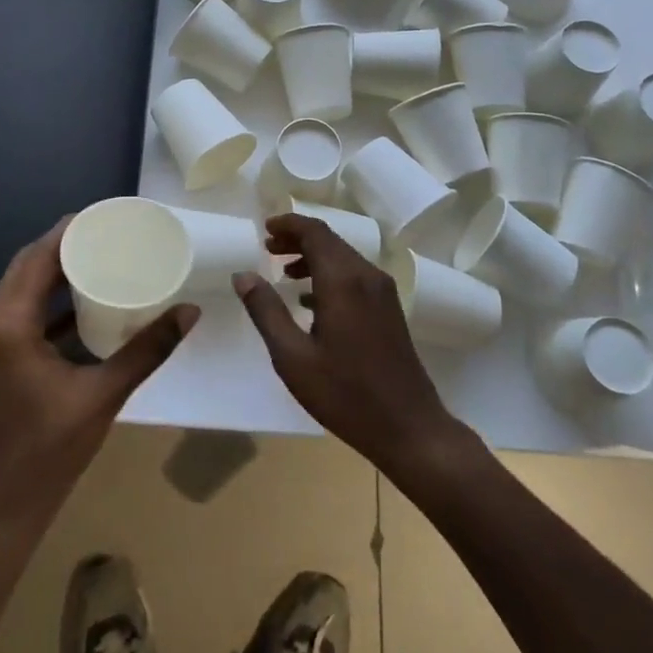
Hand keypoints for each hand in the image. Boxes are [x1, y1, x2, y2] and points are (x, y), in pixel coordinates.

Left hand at [0, 218, 198, 538]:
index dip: (67, 232)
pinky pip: (19, 315)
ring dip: (53, 273)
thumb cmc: (48, 453)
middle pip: (25, 268)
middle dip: (63, 247)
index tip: (103, 216)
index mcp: (7, 326)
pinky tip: (81, 303)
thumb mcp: (103, 395)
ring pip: (19, 291)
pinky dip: (47, 302)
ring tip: (97, 258)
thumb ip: (147, 350)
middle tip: (106, 234)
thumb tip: (189, 312)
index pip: (35, 259)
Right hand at [236, 214, 464, 476]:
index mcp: (343, 281)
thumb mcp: (293, 357)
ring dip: (313, 257)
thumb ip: (266, 311)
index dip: (288, 225)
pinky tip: (310, 301)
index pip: (314, 232)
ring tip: (283, 273)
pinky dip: (330, 275)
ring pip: (343, 258)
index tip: (264, 229)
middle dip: (297, 240)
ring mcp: (382, 292)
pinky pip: (355, 276)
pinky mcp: (390, 309)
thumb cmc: (345, 394)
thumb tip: (243, 275)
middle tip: (267, 249)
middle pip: (329, 241)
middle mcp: (366, 276)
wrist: (409, 428)